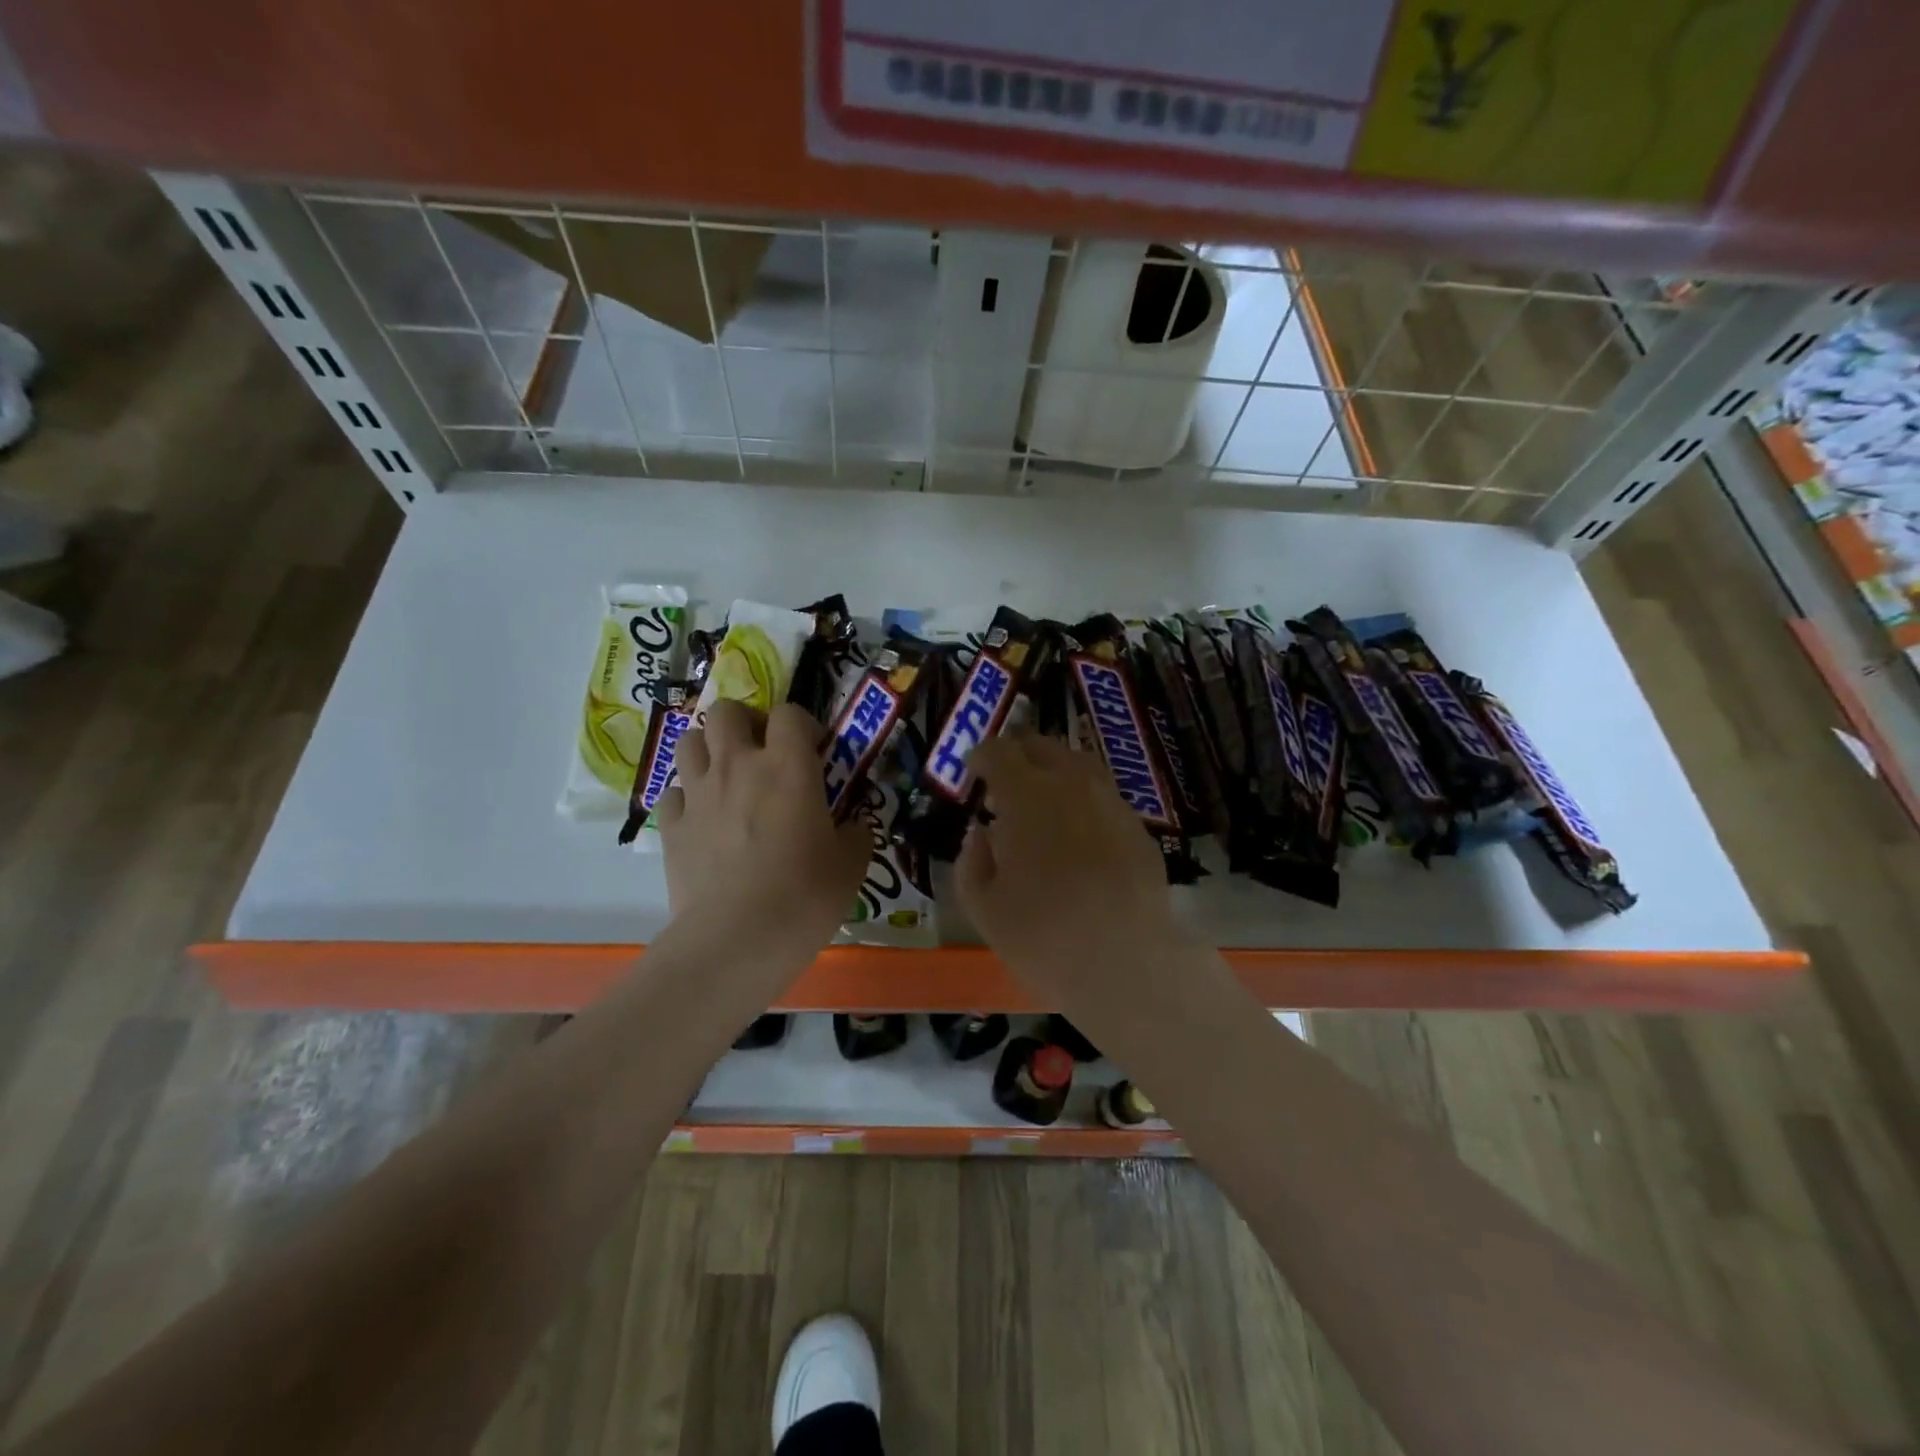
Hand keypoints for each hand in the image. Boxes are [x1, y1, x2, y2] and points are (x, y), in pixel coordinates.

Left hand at [656, 700, 870, 976]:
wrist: (738, 938)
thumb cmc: (806, 895)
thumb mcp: (851, 864)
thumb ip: (855, 833)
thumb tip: (854, 826)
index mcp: (788, 766)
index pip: (789, 713)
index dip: (801, 724)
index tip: (813, 750)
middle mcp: (738, 766)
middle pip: (726, 711)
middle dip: (744, 722)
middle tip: (761, 751)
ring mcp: (699, 793)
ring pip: (689, 740)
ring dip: (709, 750)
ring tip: (727, 776)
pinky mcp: (671, 825)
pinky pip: (673, 792)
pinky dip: (687, 797)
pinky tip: (703, 819)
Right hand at [957, 734, 1184, 1000]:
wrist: (1127, 966)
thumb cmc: (1043, 937)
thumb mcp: (984, 908)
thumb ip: (972, 861)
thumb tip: (980, 834)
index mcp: (1027, 796)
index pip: (1000, 752)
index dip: (982, 755)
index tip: (974, 770)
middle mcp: (1073, 786)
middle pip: (1043, 746)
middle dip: (1019, 754)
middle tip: (1004, 778)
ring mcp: (1112, 804)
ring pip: (1080, 765)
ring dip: (1054, 770)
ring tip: (1042, 799)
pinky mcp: (1139, 829)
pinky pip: (1105, 797)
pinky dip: (1083, 800)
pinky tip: (1078, 833)